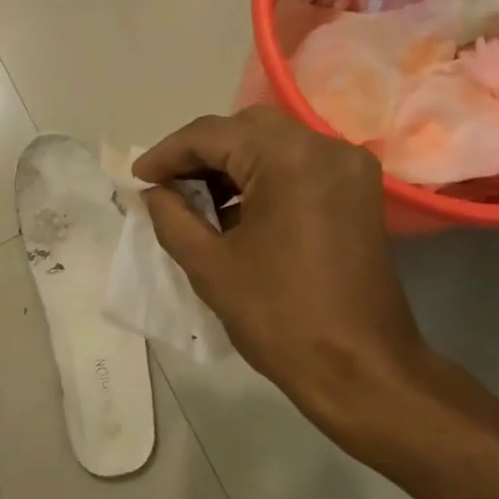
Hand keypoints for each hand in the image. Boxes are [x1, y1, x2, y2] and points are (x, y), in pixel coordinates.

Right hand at [134, 108, 443, 452]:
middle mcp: (326, 146)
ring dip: (231, 163)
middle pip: (246, 129)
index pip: (212, 134)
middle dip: (200, 152)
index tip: (138, 178)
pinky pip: (299, 165)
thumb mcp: (209, 265)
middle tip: (166, 184)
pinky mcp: (358, 192)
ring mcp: (348, 168)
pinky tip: (235, 208)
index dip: (167, 153)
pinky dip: (262, 176)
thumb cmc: (280, 317)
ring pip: (274, 143)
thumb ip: (172, 216)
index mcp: (290, 158)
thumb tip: (154, 192)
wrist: (360, 369)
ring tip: (195, 199)